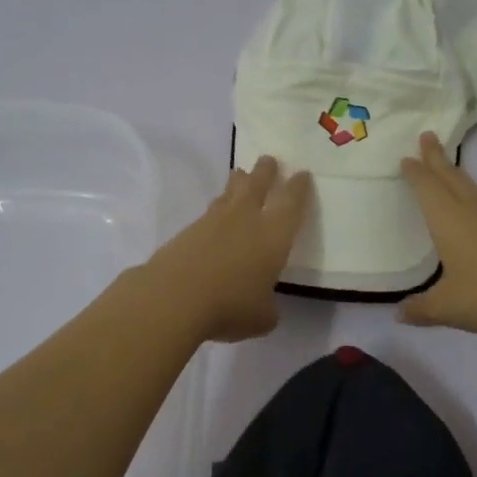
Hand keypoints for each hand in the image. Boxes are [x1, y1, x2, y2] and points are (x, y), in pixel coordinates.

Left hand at [140, 156, 312, 342]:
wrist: (174, 297)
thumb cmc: (230, 306)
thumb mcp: (262, 317)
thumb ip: (268, 306)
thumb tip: (262, 304)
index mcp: (274, 236)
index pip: (292, 204)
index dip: (299, 188)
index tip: (302, 174)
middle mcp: (246, 220)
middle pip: (258, 185)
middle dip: (266, 172)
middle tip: (269, 160)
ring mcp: (213, 222)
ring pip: (230, 194)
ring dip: (238, 183)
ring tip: (240, 175)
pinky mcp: (187, 231)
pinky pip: (209, 213)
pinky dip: (216, 210)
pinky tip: (215, 217)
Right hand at [398, 132, 476, 335]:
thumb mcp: (447, 307)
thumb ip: (421, 309)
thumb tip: (400, 314)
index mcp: (449, 219)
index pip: (427, 188)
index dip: (416, 172)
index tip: (407, 157)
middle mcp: (474, 210)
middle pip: (451, 176)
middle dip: (437, 157)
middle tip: (428, 136)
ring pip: (474, 188)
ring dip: (458, 177)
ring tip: (450, 173)